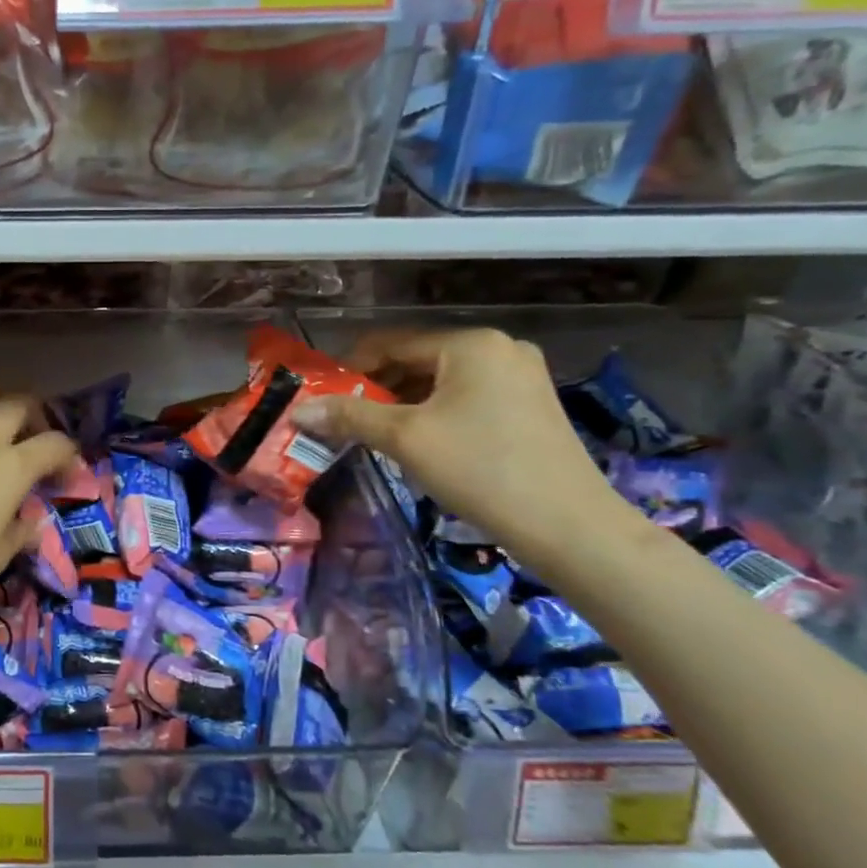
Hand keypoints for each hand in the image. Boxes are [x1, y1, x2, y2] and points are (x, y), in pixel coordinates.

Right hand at [294, 328, 636, 568]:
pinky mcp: (531, 404)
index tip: (324, 396)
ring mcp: (521, 375)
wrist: (567, 525)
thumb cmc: (479, 468)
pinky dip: (436, 412)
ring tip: (377, 433)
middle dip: (378, 388)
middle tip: (345, 419)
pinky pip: (467, 396)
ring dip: (405, 402)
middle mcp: (499, 348)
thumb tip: (299, 410)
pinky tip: (421, 441)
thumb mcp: (404, 439)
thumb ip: (350, 416)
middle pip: (418, 358)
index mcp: (470, 343)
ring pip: (442, 380)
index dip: (351, 367)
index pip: (392, 342)